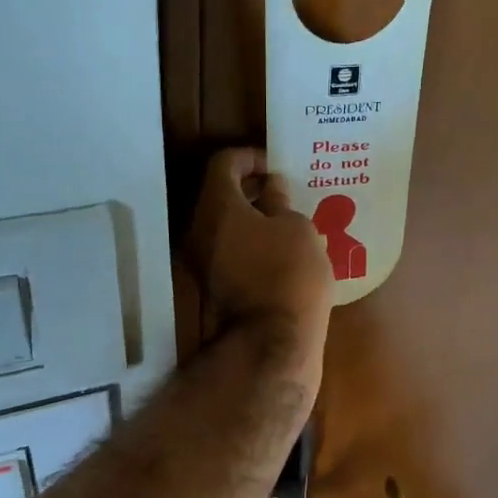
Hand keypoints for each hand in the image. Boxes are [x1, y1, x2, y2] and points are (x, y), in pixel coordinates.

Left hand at [186, 147, 332, 362]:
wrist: (273, 341)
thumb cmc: (290, 272)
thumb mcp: (298, 228)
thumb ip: (281, 202)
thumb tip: (271, 188)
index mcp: (218, 205)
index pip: (224, 163)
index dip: (250, 157)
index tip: (275, 165)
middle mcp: (199, 229)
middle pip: (218, 194)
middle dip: (249, 188)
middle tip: (282, 191)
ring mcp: (201, 261)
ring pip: (222, 225)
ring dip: (249, 217)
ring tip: (284, 221)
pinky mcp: (213, 286)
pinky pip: (227, 250)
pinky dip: (248, 242)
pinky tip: (277, 249)